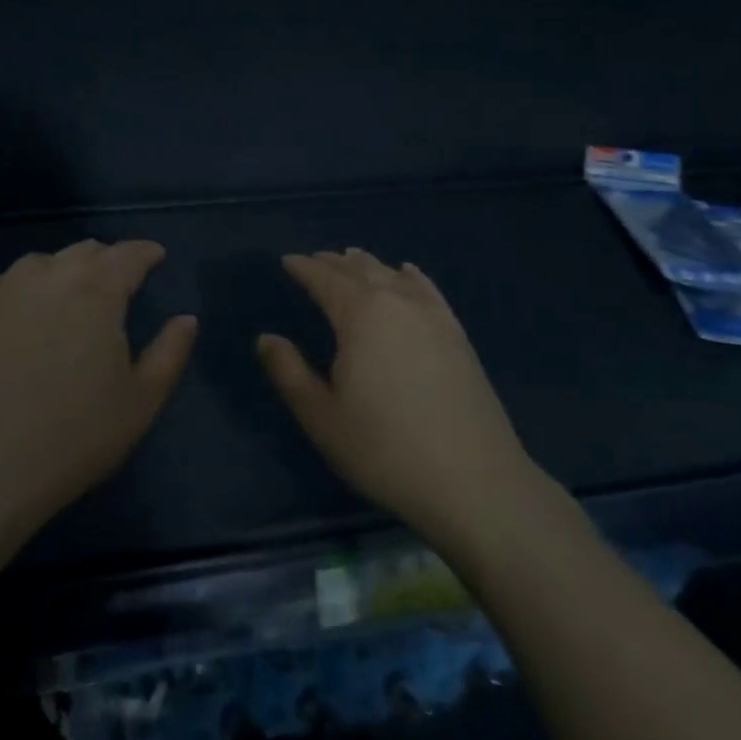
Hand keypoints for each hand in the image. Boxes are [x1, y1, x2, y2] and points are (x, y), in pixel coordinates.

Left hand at [0, 239, 197, 537]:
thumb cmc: (76, 435)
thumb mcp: (142, 401)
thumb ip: (171, 352)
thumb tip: (187, 318)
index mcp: (98, 292)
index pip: (128, 255)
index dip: (146, 252)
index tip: (156, 257)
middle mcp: (51, 275)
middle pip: (86, 251)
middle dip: (108, 261)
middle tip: (117, 283)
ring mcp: (6, 288)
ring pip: (44, 262)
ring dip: (65, 271)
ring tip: (69, 298)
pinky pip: (8, 282)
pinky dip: (26, 288)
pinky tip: (25, 315)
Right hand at [257, 249, 540, 551]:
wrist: (474, 481)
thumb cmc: (384, 449)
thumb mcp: (322, 416)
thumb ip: (289, 372)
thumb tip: (266, 338)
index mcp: (360, 315)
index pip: (325, 280)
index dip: (303, 268)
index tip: (287, 260)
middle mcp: (397, 302)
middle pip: (360, 271)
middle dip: (333, 263)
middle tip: (314, 259)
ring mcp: (433, 316)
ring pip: (393, 275)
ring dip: (368, 265)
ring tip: (351, 258)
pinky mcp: (458, 335)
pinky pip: (428, 290)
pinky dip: (410, 276)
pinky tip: (407, 273)